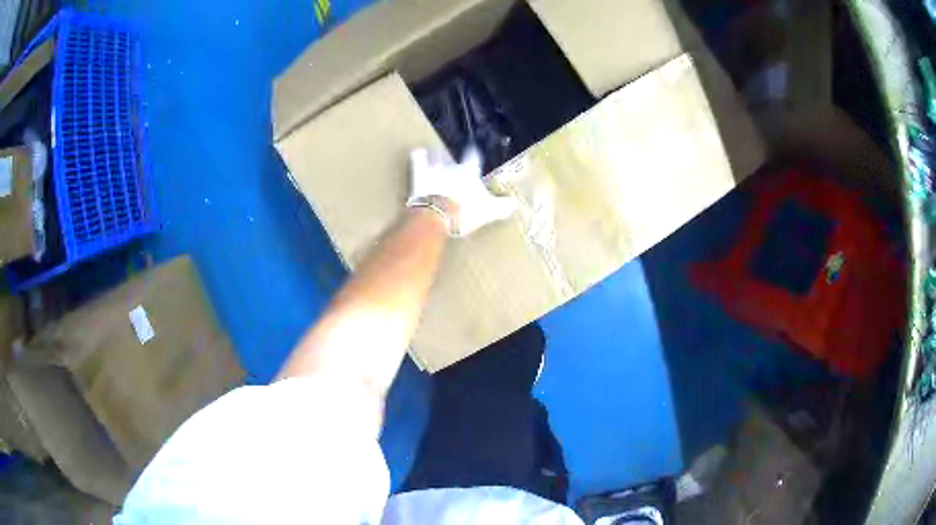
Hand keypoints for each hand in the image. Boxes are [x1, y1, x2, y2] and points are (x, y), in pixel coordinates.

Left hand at [407, 147, 517, 236]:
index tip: (474, 151)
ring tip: (437, 151)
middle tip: (454, 156)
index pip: (474, 158)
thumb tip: (514, 204)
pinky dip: (419, 157)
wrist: (437, 216)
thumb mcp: (487, 212)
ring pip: (436, 157)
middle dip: (454, 156)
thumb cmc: (464, 212)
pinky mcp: (419, 177)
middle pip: (453, 157)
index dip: (474, 154)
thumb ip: (501, 207)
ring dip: (437, 155)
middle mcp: (451, 167)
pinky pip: (418, 162)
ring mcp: (434, 171)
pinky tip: (418, 152)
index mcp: (469, 172)